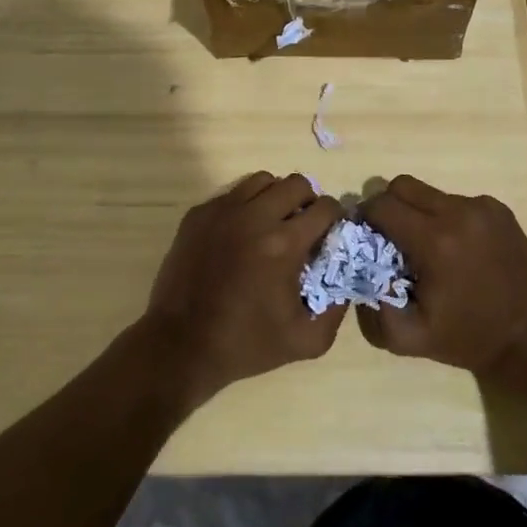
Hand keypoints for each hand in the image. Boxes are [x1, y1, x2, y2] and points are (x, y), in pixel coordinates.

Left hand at [141, 173, 346, 407]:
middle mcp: (254, 217)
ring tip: (272, 224)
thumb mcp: (306, 340)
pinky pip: (233, 193)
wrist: (180, 346)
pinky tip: (241, 234)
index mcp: (284, 244)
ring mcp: (222, 211)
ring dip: (276, 197)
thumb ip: (337, 308)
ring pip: (263, 181)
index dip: (335, 219)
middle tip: (303, 227)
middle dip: (308, 201)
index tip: (330, 235)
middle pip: (297, 183)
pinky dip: (245, 205)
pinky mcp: (198, 214)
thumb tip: (347, 276)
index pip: (325, 208)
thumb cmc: (246, 345)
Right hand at [357, 175, 526, 373]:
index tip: (365, 235)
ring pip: (430, 192)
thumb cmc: (469, 338)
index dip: (366, 217)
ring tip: (428, 247)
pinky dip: (447, 217)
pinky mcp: (499, 209)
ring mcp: (482, 206)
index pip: (382, 206)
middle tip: (390, 235)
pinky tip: (458, 248)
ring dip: (419, 213)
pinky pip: (458, 201)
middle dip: (389, 206)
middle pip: (403, 185)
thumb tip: (359, 272)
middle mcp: (458, 212)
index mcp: (434, 241)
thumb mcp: (410, 338)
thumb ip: (375, 307)